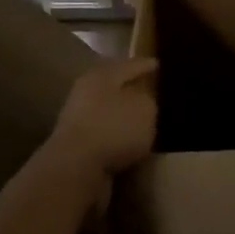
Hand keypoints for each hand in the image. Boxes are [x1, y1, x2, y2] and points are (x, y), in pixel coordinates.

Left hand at [48, 58, 157, 176]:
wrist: (75, 169)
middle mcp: (85, 92)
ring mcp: (77, 119)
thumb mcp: (144, 108)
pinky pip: (103, 133)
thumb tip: (143, 99)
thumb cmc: (113, 128)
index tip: (159, 64)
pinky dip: (116, 134)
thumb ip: (148, 98)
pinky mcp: (76, 145)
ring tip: (143, 119)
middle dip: (131, 88)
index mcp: (101, 75)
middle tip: (151, 90)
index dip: (146, 64)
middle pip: (113, 85)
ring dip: (122, 114)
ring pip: (107, 110)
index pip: (129, 65)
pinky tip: (129, 141)